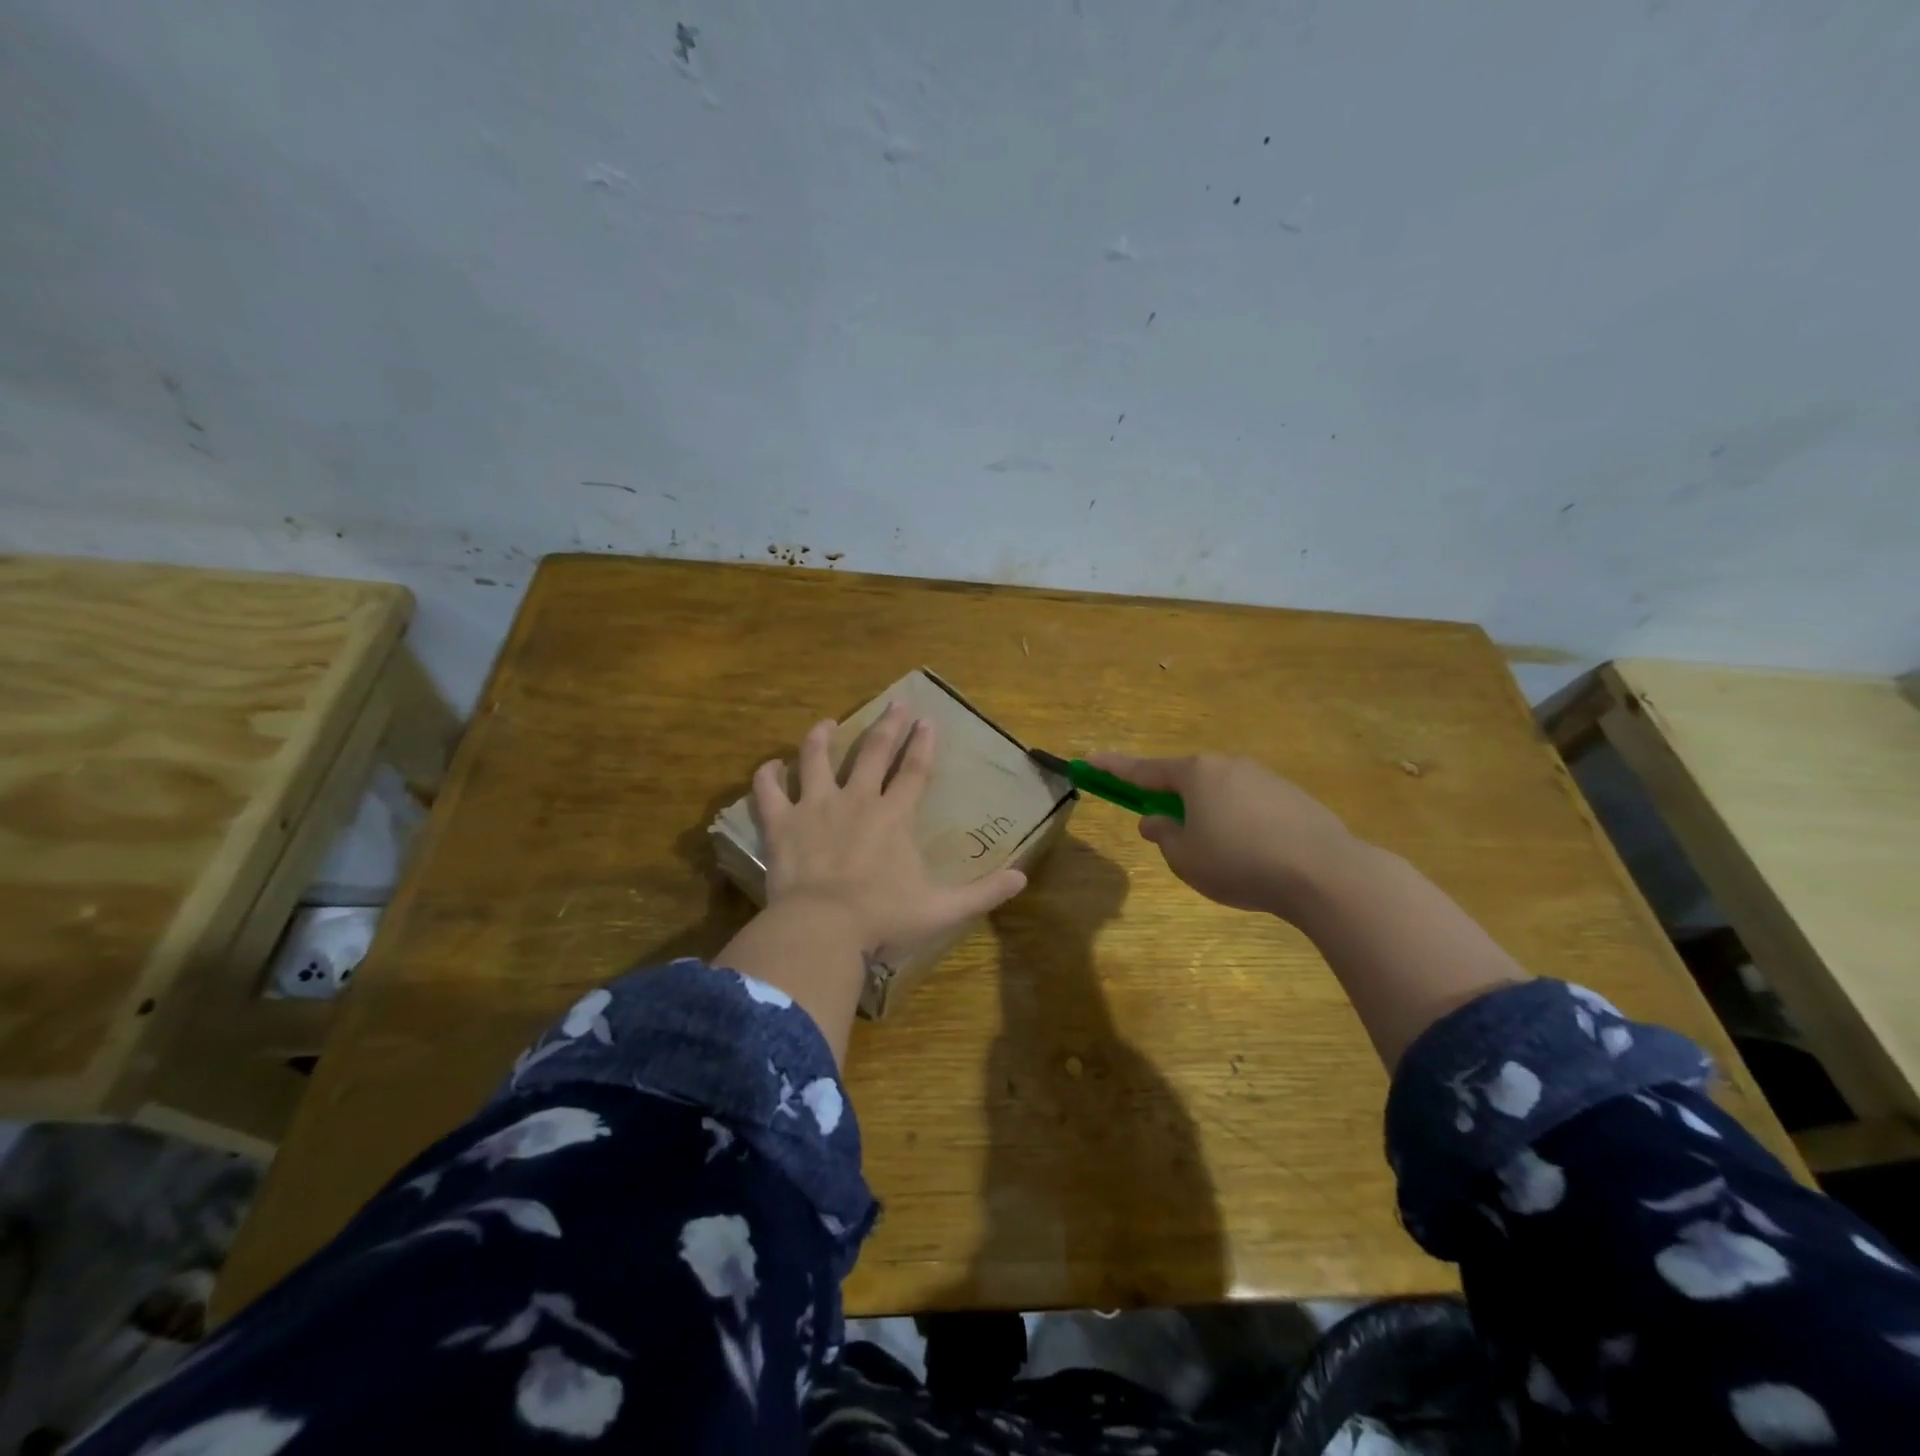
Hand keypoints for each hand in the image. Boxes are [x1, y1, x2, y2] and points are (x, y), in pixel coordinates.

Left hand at [753, 701, 1028, 958]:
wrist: (822, 930)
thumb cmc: (883, 919)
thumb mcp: (942, 909)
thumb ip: (983, 892)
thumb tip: (1022, 878)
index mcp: (893, 816)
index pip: (914, 770)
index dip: (923, 744)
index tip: (928, 721)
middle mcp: (856, 799)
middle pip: (873, 752)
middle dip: (887, 725)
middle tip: (895, 703)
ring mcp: (815, 806)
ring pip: (815, 758)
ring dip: (822, 737)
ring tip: (826, 724)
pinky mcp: (781, 823)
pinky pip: (768, 790)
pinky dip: (767, 775)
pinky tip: (770, 766)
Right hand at [1085, 751, 1361, 920]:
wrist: (1325, 872)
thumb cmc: (1239, 861)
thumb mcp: (1186, 857)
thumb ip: (1164, 835)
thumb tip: (1156, 819)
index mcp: (1195, 774)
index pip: (1142, 770)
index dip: (1113, 768)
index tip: (1089, 760)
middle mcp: (1228, 766)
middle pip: (1186, 780)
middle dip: (1171, 801)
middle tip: (1167, 832)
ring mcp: (1265, 778)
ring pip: (1220, 794)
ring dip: (1208, 816)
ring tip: (1220, 858)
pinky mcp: (1293, 797)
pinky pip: (1251, 807)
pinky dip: (1241, 825)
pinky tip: (1254, 857)